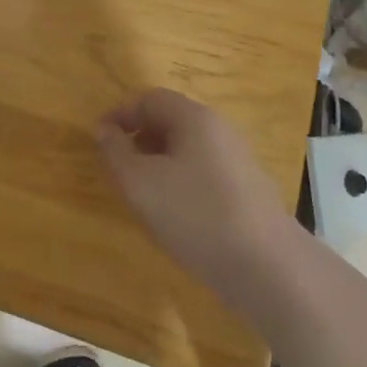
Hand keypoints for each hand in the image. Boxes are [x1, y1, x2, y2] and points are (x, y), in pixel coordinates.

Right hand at [98, 89, 294, 305]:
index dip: (120, 113)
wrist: (268, 268)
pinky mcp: (248, 192)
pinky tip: (175, 213)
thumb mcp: (140, 183)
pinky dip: (181, 181)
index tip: (99, 138)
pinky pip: (205, 172)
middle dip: (140, 137)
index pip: (150, 99)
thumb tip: (104, 129)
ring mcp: (238, 161)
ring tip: (142, 191)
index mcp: (194, 118)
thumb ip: (116, 152)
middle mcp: (219, 131)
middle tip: (118, 164)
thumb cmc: (196, 214)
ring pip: (189, 149)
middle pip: (172, 120)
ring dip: (159, 161)